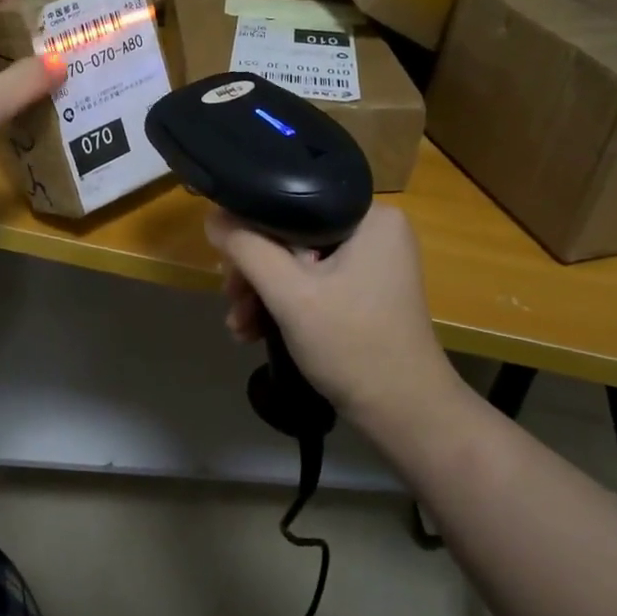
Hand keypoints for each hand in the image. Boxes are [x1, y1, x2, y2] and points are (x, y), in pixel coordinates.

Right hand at [205, 204, 461, 446]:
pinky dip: (284, 305)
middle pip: (292, 236)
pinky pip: (312, 284)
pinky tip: (255, 330)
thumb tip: (213, 217)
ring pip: (298, 263)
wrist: (403, 413)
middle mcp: (375, 231)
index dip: (251, 228)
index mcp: (370, 216)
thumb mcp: (290, 294)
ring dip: (262, 293)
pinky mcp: (364, 292)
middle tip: (231, 300)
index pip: (293, 202)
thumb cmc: (352, 344)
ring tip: (238, 326)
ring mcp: (371, 264)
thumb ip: (247, 249)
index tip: (225, 261)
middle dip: (255, 272)